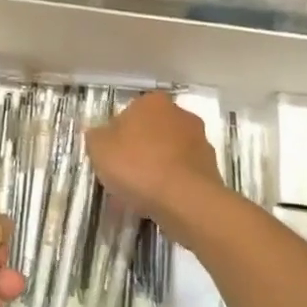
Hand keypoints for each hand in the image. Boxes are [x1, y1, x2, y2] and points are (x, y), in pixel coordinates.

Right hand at [85, 91, 228, 235]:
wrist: (185, 200)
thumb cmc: (137, 165)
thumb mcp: (99, 148)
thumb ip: (95, 136)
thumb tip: (99, 134)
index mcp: (152, 102)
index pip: (128, 114)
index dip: (116, 136)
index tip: (109, 157)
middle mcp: (180, 115)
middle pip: (150, 133)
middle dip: (138, 151)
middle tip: (122, 176)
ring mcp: (200, 142)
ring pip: (167, 154)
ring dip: (154, 169)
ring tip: (138, 197)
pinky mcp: (211, 169)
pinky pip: (181, 175)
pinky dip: (169, 185)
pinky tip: (156, 204)